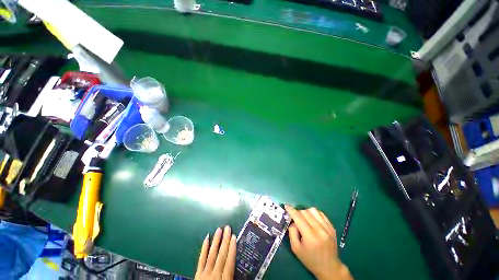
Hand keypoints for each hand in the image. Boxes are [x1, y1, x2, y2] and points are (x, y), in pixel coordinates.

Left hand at [195, 226, 236, 279]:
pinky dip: (204, 248)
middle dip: (225, 241)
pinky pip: (201, 259)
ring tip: (219, 230)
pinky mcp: (197, 274)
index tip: (234, 236)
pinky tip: (206, 238)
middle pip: (221, 255)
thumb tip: (247, 273)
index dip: (232, 248)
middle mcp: (215, 276)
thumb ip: (235, 278)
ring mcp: (205, 274)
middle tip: (227, 228)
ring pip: (211, 254)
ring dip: (216, 241)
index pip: (229, 262)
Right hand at [285, 205, 352, 279]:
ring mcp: (327, 228)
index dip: (291, 210)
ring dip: (306, 212)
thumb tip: (293, 221)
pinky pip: (321, 213)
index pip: (298, 217)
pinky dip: (314, 214)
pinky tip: (312, 220)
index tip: (286, 206)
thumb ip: (292, 232)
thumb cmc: (310, 260)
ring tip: (304, 219)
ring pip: (313, 210)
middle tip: (295, 217)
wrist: (329, 268)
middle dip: (298, 212)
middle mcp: (320, 230)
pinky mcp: (332, 227)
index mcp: (310, 237)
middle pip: (305, 212)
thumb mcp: (296, 249)